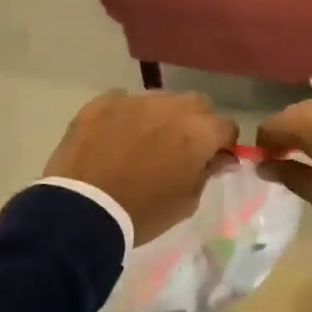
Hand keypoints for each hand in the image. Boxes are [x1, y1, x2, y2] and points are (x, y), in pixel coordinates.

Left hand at [43, 90, 239, 244]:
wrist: (84, 210)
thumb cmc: (143, 212)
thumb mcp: (187, 201)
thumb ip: (206, 172)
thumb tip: (218, 158)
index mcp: (198, 132)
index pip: (227, 126)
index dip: (222, 144)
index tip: (211, 160)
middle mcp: (171, 107)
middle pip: (197, 104)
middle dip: (195, 122)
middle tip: (180, 148)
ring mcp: (135, 100)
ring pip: (161, 99)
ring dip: (161, 117)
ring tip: (144, 142)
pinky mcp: (103, 102)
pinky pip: (124, 102)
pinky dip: (126, 116)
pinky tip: (115, 138)